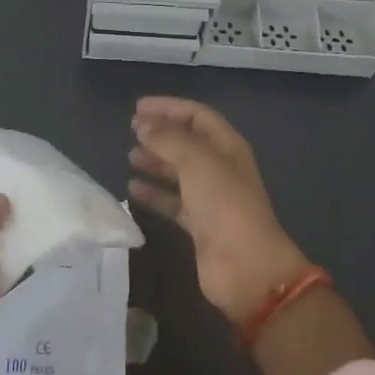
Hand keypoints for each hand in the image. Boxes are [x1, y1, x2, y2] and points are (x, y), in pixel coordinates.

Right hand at [128, 97, 310, 325]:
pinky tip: (132, 190)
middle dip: (160, 133)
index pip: (197, 116)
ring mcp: (211, 198)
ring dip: (155, 162)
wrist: (245, 266)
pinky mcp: (199, 225)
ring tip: (130, 157)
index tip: (137, 108)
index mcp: (227, 146)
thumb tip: (143, 125)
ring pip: (179, 172)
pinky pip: (173, 202)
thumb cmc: (224, 204)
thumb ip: (168, 139)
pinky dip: (154, 194)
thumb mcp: (196, 161)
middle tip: (130, 131)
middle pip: (188, 142)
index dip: (168, 107)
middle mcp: (220, 168)